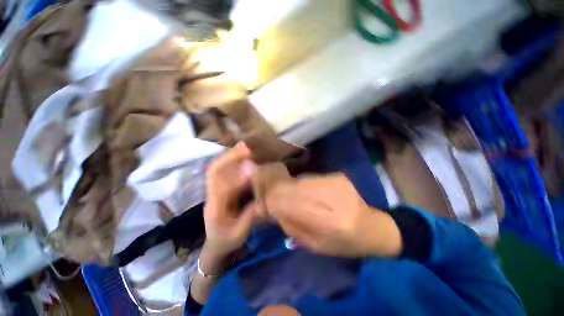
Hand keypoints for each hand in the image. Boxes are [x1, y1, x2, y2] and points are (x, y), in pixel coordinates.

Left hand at [203, 143, 257, 258]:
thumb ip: (249, 217)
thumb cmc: (227, 241)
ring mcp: (213, 190)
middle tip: (247, 149)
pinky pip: (222, 170)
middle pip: (215, 172)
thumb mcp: (239, 235)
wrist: (214, 244)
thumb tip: (262, 198)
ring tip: (245, 147)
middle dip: (230, 158)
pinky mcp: (219, 188)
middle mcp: (211, 196)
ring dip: (230, 156)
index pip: (222, 188)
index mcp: (215, 209)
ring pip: (217, 168)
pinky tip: (241, 154)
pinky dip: (231, 160)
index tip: (251, 168)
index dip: (236, 176)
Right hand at [265, 174, 402, 257]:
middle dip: (277, 190)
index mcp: (328, 223)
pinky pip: (310, 178)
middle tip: (269, 194)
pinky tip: (305, 192)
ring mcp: (335, 183)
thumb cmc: (343, 243)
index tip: (260, 199)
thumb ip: (291, 225)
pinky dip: (301, 184)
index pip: (289, 204)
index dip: (272, 199)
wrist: (372, 226)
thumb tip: (272, 208)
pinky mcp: (337, 176)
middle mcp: (331, 198)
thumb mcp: (314, 245)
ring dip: (289, 187)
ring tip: (288, 195)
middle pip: (293, 188)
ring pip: (300, 181)